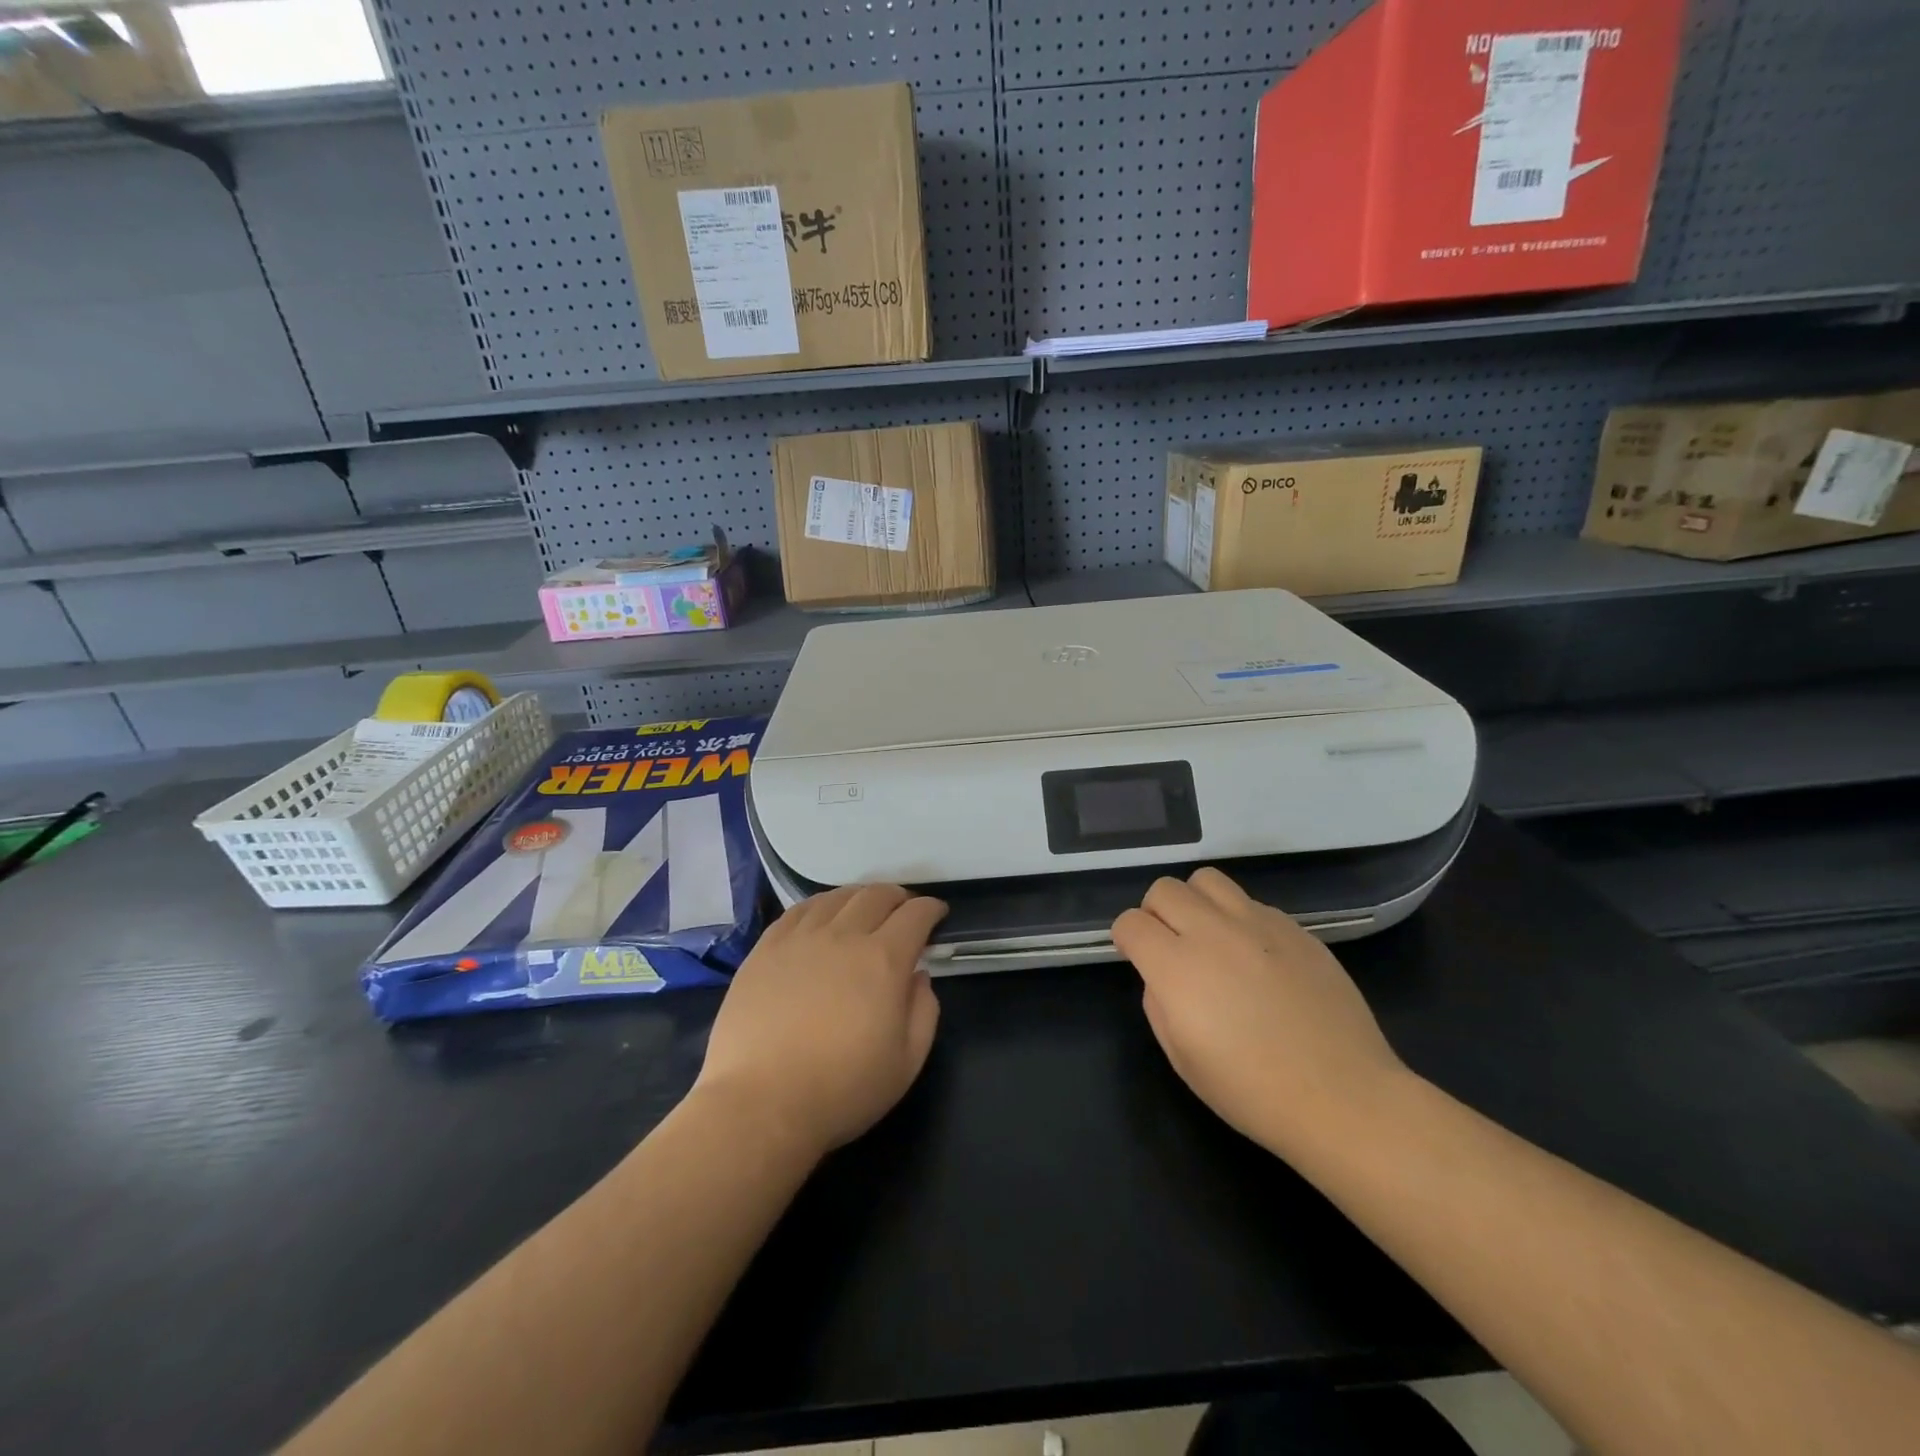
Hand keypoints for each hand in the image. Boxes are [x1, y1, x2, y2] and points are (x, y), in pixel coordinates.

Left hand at [693, 884, 946, 1161]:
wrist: (760, 1104)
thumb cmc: (842, 1090)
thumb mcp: (907, 1063)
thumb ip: (924, 1012)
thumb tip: (918, 977)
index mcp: (884, 960)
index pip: (915, 915)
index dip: (931, 909)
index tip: (937, 914)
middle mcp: (844, 936)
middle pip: (876, 896)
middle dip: (898, 897)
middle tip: (903, 911)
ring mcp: (800, 938)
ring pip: (836, 897)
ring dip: (859, 897)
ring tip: (863, 909)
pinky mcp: (766, 948)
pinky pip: (798, 911)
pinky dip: (820, 905)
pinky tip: (821, 916)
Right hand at [1112, 868, 1408, 1157]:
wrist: (1343, 1097)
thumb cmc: (1253, 1091)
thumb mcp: (1182, 1059)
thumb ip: (1158, 1003)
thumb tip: (1162, 976)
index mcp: (1177, 967)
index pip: (1130, 922)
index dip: (1126, 939)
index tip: (1137, 957)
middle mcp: (1213, 932)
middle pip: (1164, 889)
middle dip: (1156, 913)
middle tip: (1171, 946)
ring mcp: (1259, 924)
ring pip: (1207, 880)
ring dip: (1196, 903)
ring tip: (1211, 938)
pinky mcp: (1296, 928)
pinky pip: (1252, 903)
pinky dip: (1240, 920)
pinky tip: (1257, 958)